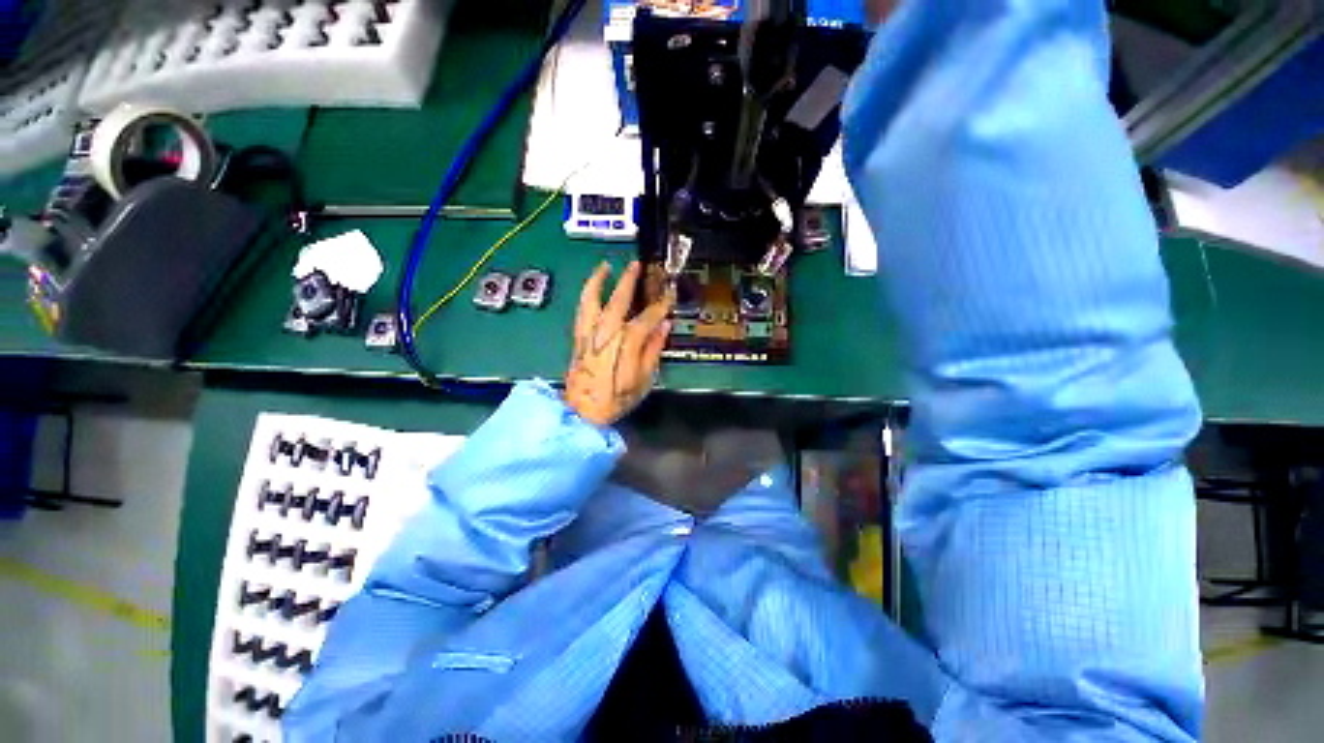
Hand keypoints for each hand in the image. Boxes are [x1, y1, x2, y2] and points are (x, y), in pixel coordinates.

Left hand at [564, 261, 673, 426]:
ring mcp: (589, 331)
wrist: (583, 411)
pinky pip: (582, 309)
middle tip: (637, 264)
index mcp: (627, 341)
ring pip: (592, 298)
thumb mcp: (644, 378)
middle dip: (630, 279)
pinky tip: (591, 289)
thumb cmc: (617, 397)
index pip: (649, 316)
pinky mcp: (578, 337)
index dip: (661, 304)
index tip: (670, 293)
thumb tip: (664, 327)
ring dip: (599, 279)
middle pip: (619, 298)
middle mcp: (607, 330)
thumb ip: (654, 350)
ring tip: (605, 266)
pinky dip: (586, 295)